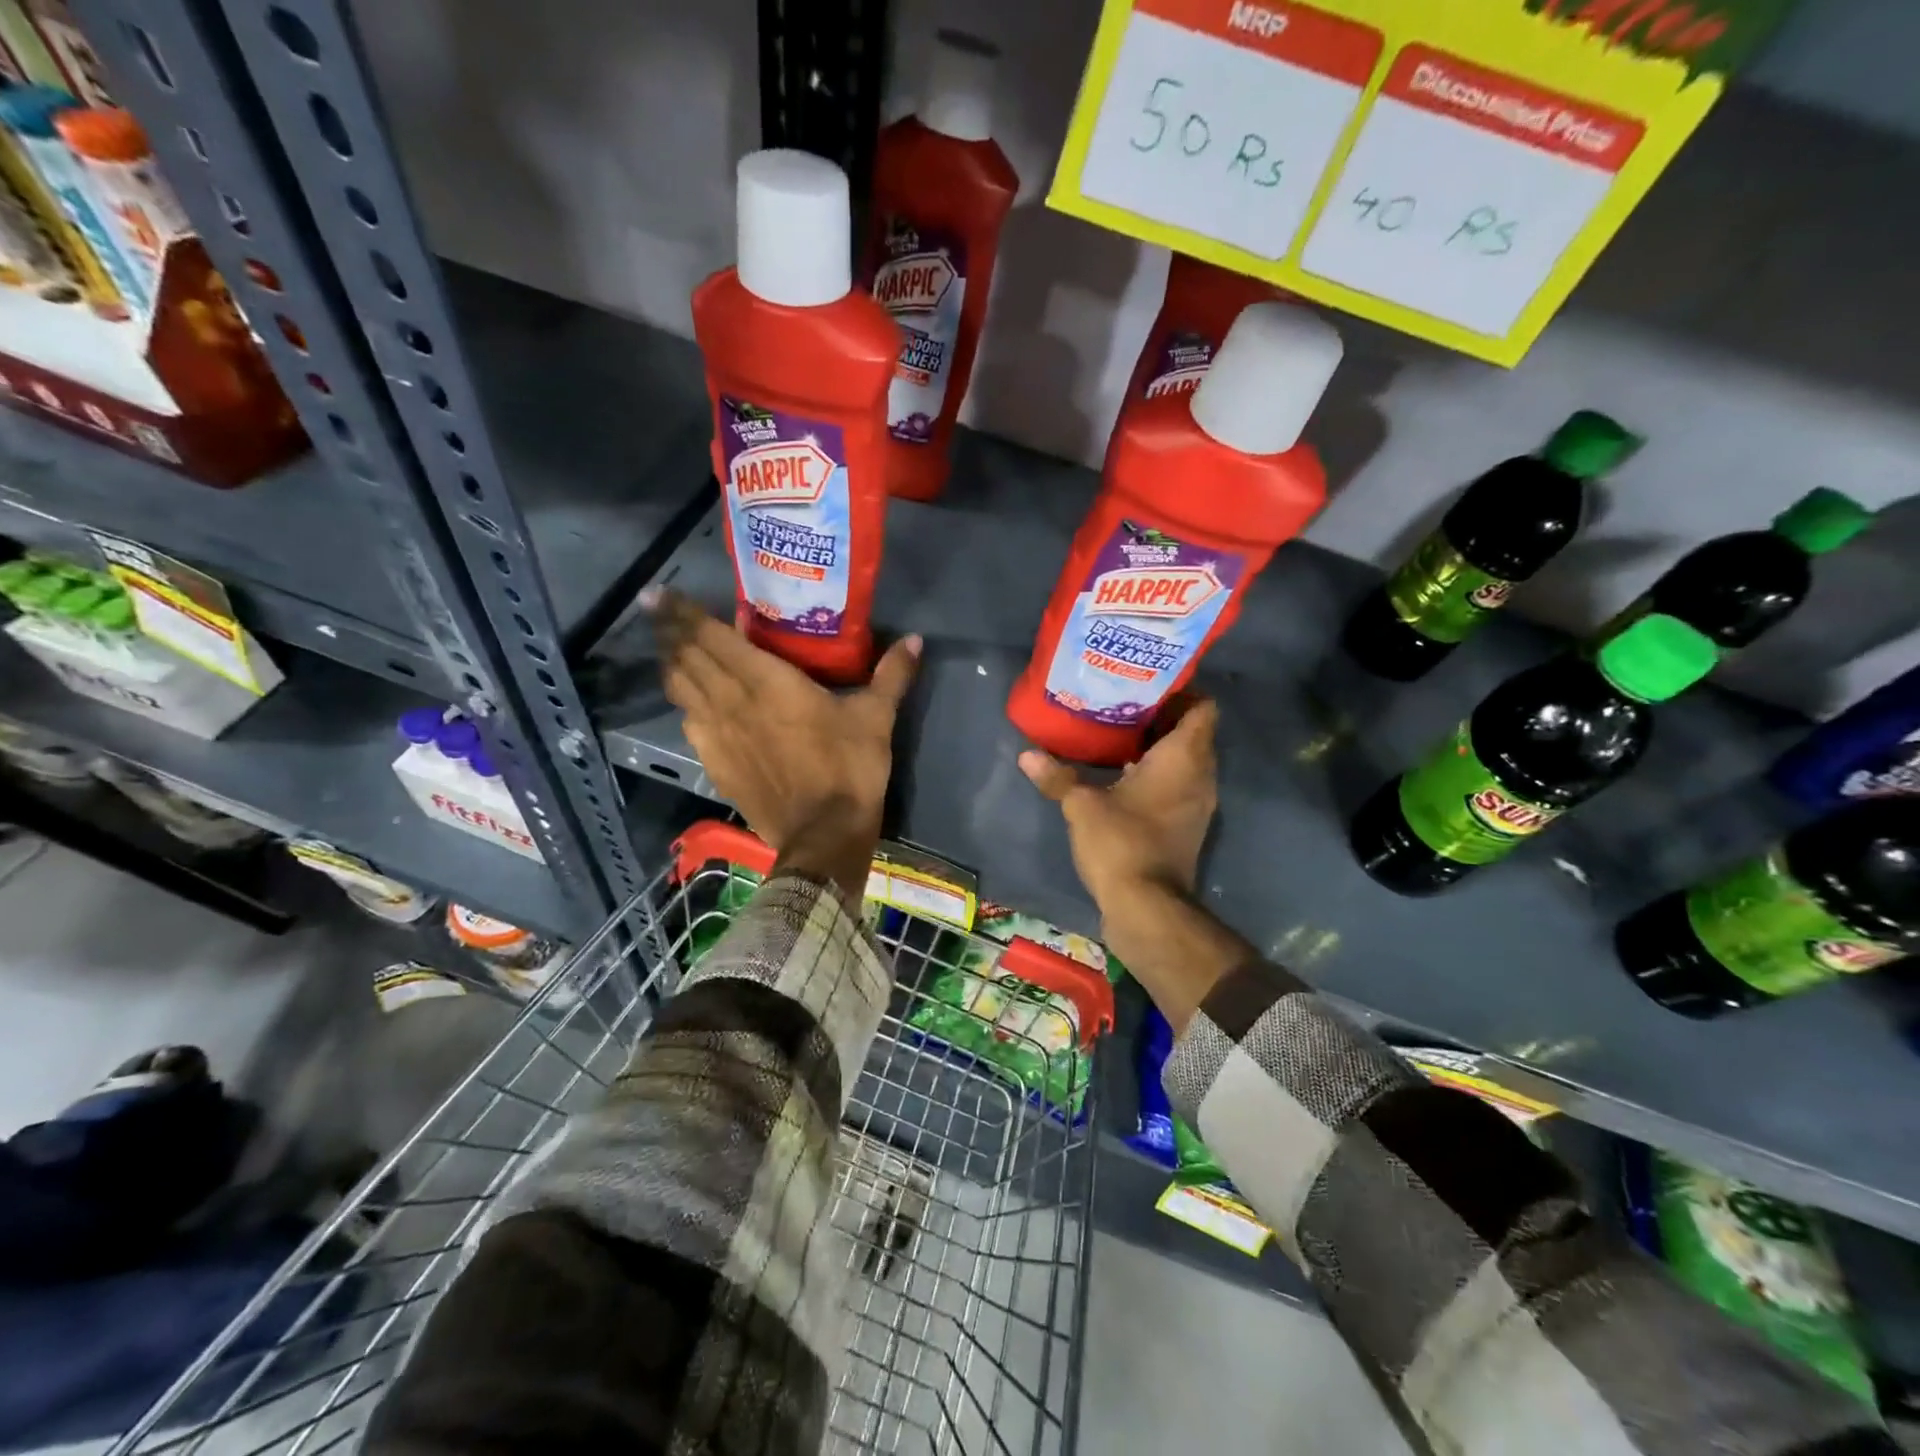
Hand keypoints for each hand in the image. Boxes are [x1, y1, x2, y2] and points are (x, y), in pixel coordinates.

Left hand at [646, 587, 919, 895]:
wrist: (823, 835)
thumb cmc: (849, 768)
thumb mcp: (876, 718)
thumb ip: (892, 675)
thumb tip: (915, 639)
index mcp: (766, 681)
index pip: (711, 637)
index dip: (682, 613)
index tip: (661, 593)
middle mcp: (731, 701)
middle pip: (687, 657)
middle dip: (669, 630)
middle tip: (658, 608)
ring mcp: (717, 734)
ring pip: (680, 689)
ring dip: (672, 663)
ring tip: (669, 647)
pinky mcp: (715, 763)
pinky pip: (689, 722)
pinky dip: (686, 703)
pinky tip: (693, 702)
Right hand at [1018, 699, 1219, 916]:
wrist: (1146, 906)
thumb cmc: (1121, 842)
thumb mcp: (1081, 805)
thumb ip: (1057, 776)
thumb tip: (1027, 754)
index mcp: (1184, 757)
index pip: (1202, 708)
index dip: (1180, 693)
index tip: (1145, 687)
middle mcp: (1200, 775)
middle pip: (1193, 733)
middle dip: (1162, 718)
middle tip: (1123, 707)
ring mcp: (1197, 804)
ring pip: (1187, 762)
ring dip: (1160, 749)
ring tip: (1120, 737)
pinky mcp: (1187, 826)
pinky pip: (1179, 786)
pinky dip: (1159, 776)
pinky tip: (1123, 777)